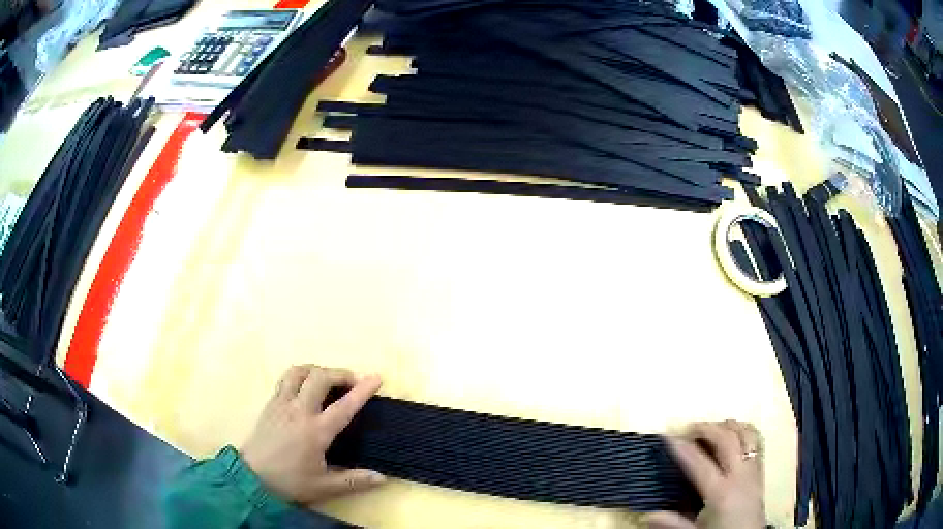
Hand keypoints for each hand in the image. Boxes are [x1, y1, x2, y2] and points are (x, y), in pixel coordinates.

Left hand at [240, 364, 385, 506]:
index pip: (344, 406)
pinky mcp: (270, 404)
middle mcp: (298, 411)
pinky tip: (306, 387)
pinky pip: (285, 379)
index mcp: (315, 432)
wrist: (252, 478)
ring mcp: (281, 404)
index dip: (362, 390)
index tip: (377, 377)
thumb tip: (382, 478)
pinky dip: (300, 375)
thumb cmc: (290, 482)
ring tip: (328, 379)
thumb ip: (354, 480)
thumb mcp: (324, 487)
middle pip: (319, 378)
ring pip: (299, 372)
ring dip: (317, 370)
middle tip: (352, 382)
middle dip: (339, 373)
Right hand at [644, 421, 764, 528]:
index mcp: (721, 493)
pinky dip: (744, 431)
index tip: (668, 436)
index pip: (700, 464)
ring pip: (746, 434)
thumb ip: (674, 524)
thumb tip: (648, 514)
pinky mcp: (760, 470)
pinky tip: (735, 432)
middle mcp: (740, 475)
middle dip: (708, 428)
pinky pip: (756, 441)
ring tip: (711, 426)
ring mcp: (753, 470)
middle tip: (689, 426)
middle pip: (727, 440)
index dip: (683, 448)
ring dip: (728, 426)